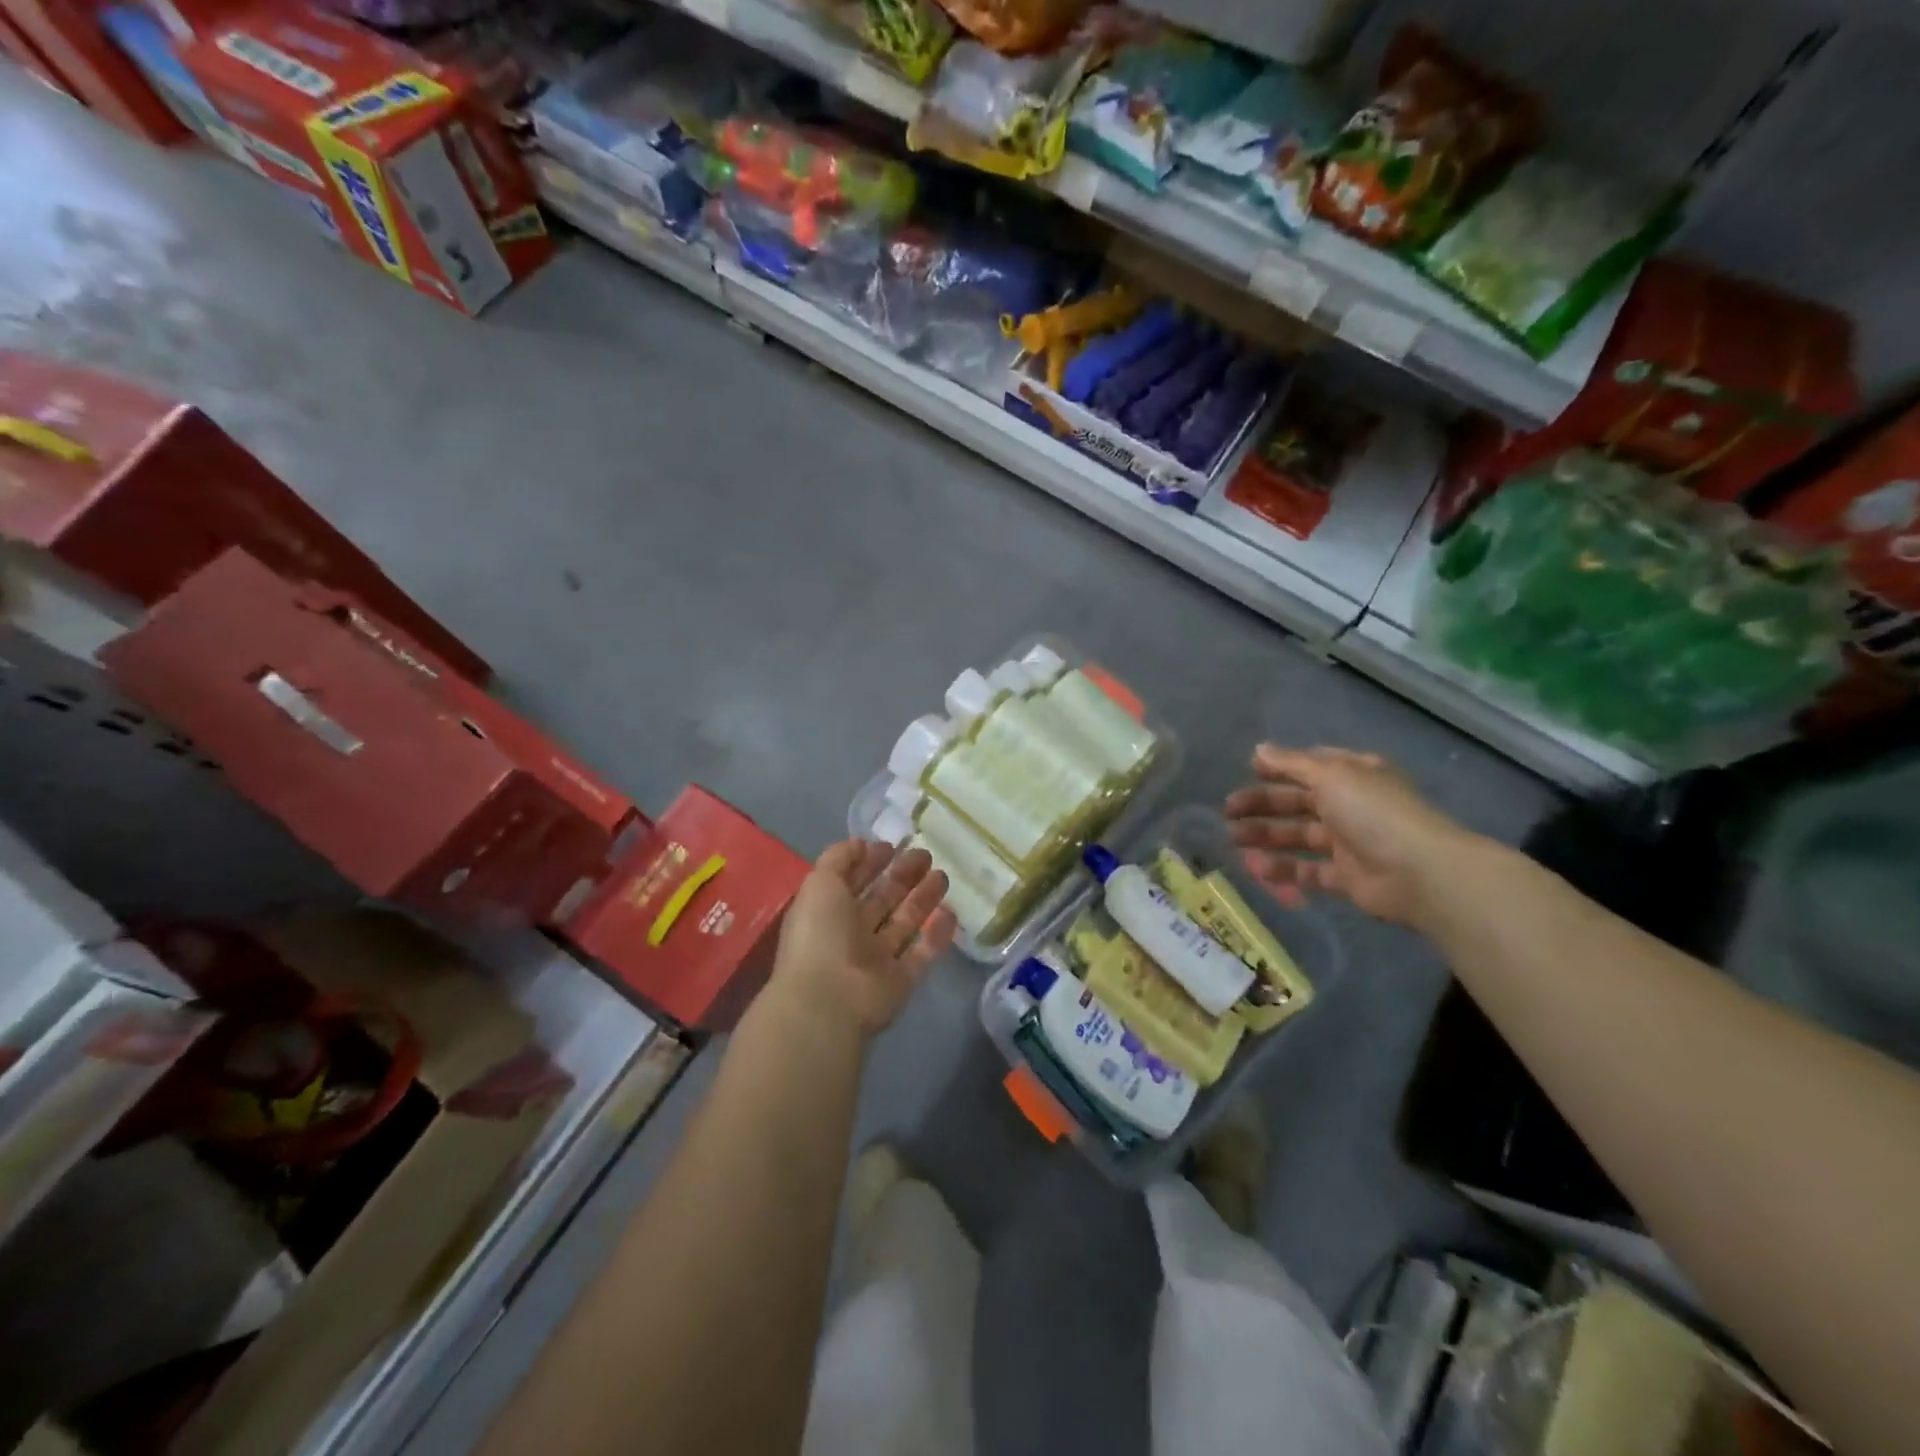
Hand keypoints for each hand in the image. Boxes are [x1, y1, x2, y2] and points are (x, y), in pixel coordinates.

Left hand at [767, 841, 956, 1040]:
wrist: (830, 999)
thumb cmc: (821, 934)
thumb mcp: (820, 883)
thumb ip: (839, 858)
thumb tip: (863, 844)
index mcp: (827, 912)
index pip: (851, 882)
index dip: (870, 863)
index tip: (892, 846)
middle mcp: (851, 934)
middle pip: (882, 900)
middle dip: (902, 877)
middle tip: (925, 856)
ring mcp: (877, 959)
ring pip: (904, 923)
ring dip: (923, 899)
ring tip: (943, 876)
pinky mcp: (901, 980)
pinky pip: (922, 952)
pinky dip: (937, 934)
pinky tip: (952, 912)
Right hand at [1222, 745, 1472, 925]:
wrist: (1420, 872)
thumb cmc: (1374, 812)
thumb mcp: (1330, 776)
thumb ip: (1292, 764)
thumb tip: (1259, 748)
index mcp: (1354, 775)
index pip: (1311, 766)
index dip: (1279, 768)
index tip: (1248, 770)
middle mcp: (1351, 806)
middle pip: (1298, 803)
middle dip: (1262, 805)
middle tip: (1228, 812)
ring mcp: (1349, 843)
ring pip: (1299, 837)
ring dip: (1266, 836)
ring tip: (1235, 840)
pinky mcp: (1347, 877)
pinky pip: (1308, 871)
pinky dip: (1284, 870)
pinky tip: (1259, 869)